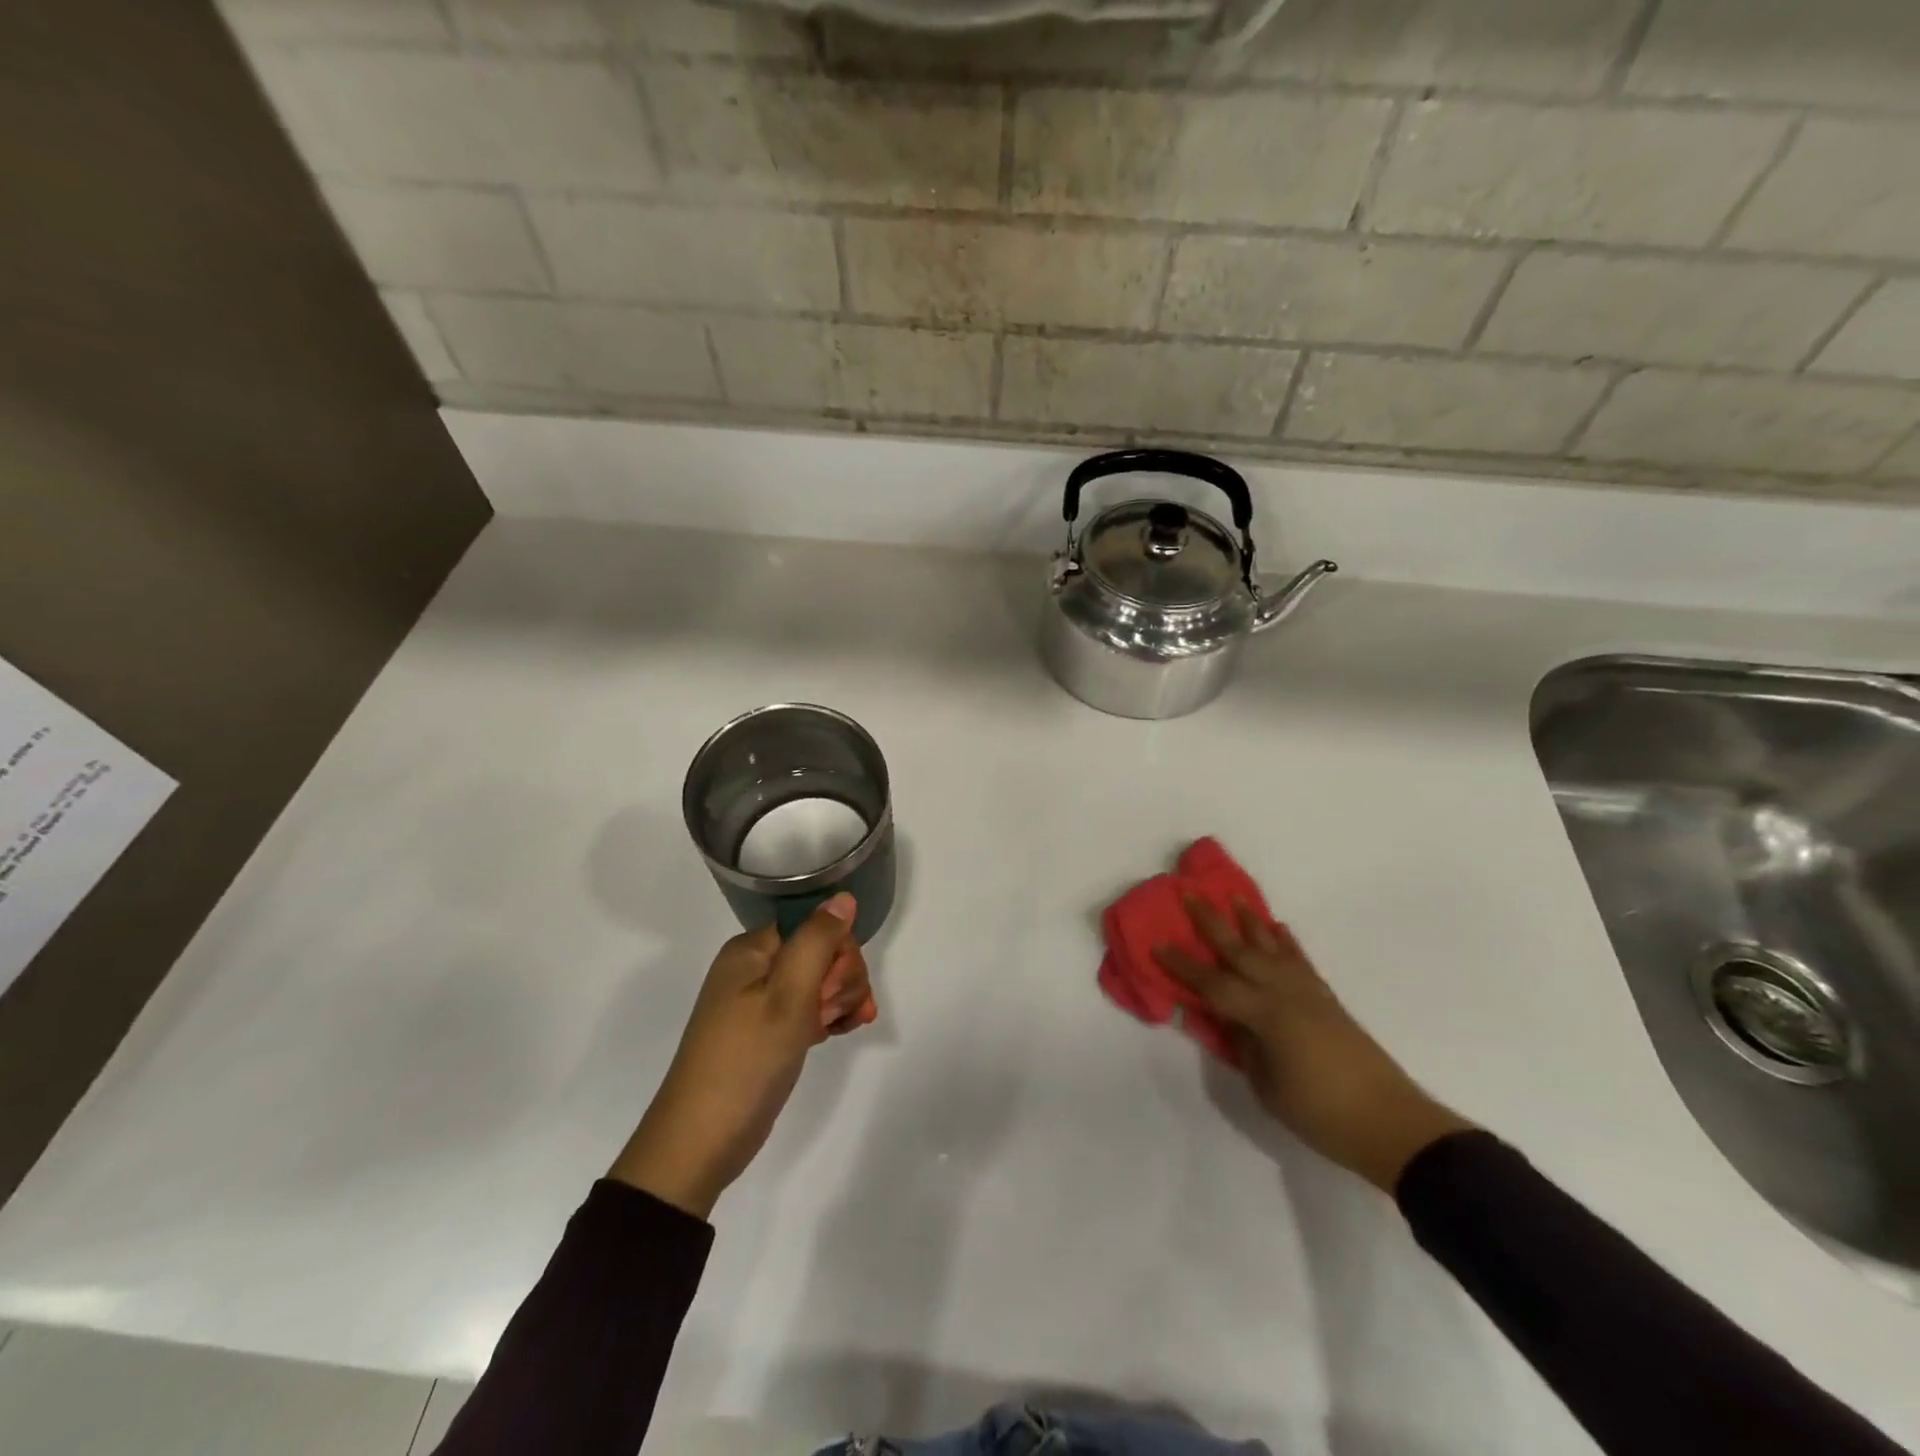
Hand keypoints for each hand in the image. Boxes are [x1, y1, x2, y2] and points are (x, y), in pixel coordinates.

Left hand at [610, 893, 875, 1217]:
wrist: (700, 1143)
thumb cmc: (746, 1061)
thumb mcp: (788, 996)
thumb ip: (818, 941)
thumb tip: (843, 897)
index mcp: (752, 949)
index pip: (814, 925)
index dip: (837, 951)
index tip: (833, 988)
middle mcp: (755, 968)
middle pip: (820, 951)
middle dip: (841, 979)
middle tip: (830, 1014)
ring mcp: (760, 1002)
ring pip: (820, 981)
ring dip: (839, 1000)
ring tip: (836, 1030)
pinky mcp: (768, 1032)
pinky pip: (809, 1009)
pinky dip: (829, 1017)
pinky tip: (840, 1033)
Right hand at [1155, 898, 1471, 1192]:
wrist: (1392, 1125)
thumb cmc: (1321, 1114)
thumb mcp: (1267, 1086)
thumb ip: (1241, 1046)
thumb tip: (1221, 1019)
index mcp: (1265, 1015)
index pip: (1214, 984)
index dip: (1183, 966)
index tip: (1157, 944)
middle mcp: (1284, 993)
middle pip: (1240, 952)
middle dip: (1212, 923)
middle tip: (1190, 894)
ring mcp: (1309, 993)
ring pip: (1272, 948)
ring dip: (1250, 922)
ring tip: (1234, 898)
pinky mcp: (1327, 1000)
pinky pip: (1300, 961)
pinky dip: (1286, 942)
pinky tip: (1277, 930)